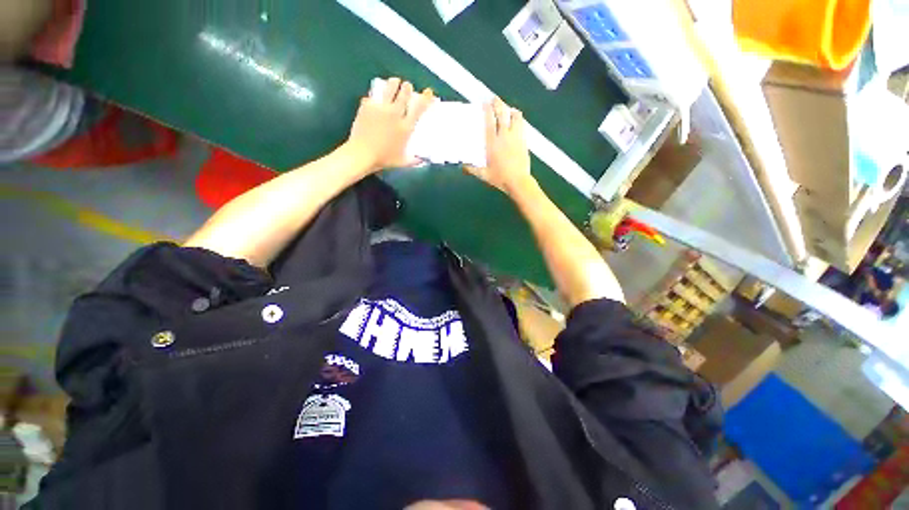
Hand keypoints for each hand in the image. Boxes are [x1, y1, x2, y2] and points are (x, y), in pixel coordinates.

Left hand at [346, 77, 433, 170]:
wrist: (362, 154)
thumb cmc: (384, 159)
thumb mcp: (402, 162)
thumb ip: (414, 160)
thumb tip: (422, 161)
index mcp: (406, 127)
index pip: (419, 108)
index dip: (426, 98)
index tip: (429, 92)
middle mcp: (395, 114)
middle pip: (404, 93)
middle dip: (407, 87)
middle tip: (407, 86)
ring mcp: (380, 108)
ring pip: (390, 88)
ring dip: (394, 83)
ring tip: (394, 82)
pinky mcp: (367, 106)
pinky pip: (373, 96)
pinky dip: (375, 97)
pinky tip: (374, 99)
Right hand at [464, 97, 533, 195]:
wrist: (518, 182)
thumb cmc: (500, 178)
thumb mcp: (484, 175)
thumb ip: (472, 170)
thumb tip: (462, 167)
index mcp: (493, 143)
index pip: (490, 122)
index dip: (488, 110)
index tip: (485, 103)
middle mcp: (505, 137)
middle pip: (502, 114)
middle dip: (499, 104)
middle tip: (495, 99)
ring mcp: (516, 137)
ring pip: (515, 117)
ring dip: (511, 111)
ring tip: (508, 109)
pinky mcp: (524, 141)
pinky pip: (522, 125)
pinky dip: (519, 120)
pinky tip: (517, 121)